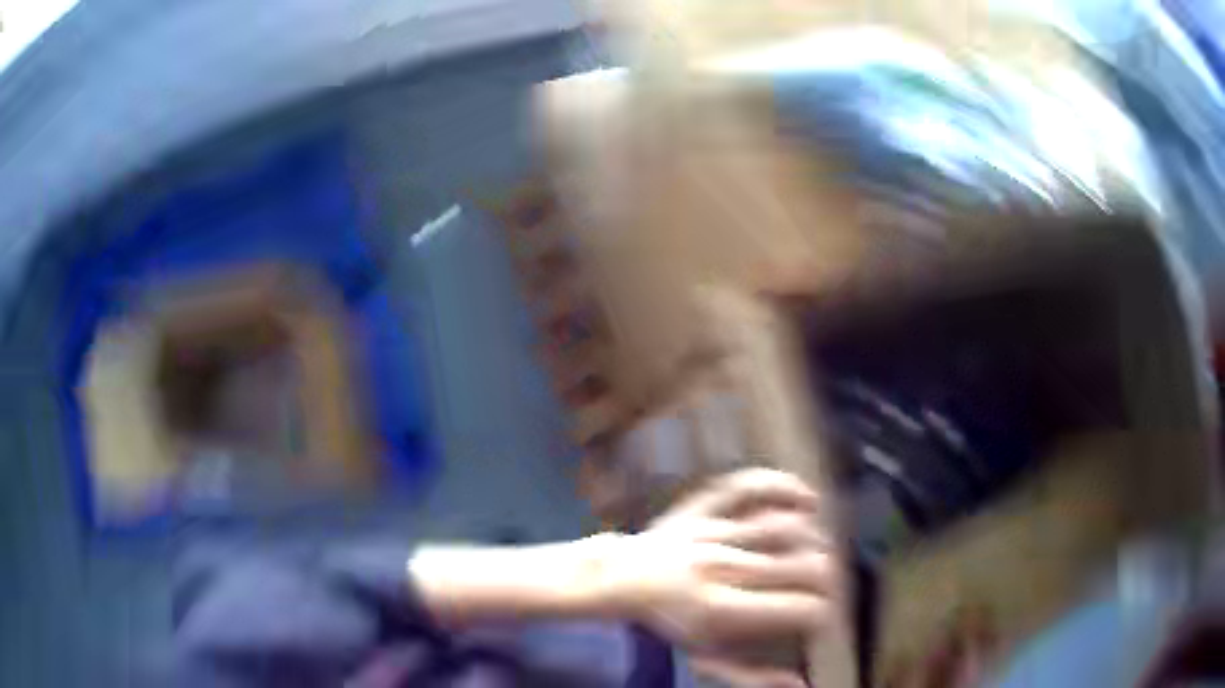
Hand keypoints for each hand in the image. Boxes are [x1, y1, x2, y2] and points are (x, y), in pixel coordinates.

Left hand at [606, 468, 835, 653]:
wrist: (620, 577)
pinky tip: (808, 500)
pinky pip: (751, 485)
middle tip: (826, 590)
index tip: (821, 618)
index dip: (824, 614)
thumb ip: (753, 675)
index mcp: (722, 610)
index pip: (801, 607)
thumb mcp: (706, 658)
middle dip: (829, 581)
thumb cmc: (668, 622)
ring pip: (789, 526)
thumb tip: (801, 685)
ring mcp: (712, 530)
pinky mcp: (704, 505)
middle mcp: (723, 567)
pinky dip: (785, 486)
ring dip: (816, 542)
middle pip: (806, 566)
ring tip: (817, 557)